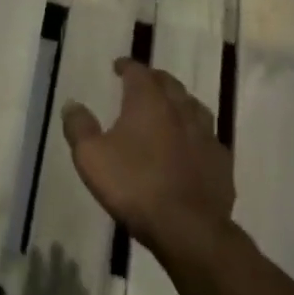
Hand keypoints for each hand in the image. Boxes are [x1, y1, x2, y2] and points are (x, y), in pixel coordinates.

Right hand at [63, 58, 233, 254]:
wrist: (189, 228)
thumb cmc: (135, 186)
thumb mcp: (91, 157)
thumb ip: (79, 127)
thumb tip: (72, 104)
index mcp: (149, 102)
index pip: (139, 72)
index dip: (127, 66)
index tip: (118, 66)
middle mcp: (180, 109)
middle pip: (169, 84)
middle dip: (154, 79)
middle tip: (142, 83)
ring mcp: (206, 135)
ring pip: (193, 106)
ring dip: (179, 102)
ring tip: (169, 108)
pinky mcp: (221, 161)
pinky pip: (208, 137)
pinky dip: (196, 133)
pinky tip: (191, 145)